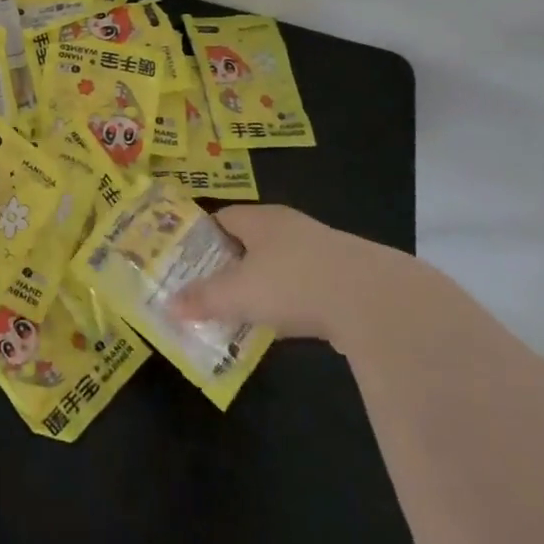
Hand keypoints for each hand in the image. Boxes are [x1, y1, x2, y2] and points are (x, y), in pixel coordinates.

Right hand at [170, 204, 422, 345]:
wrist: (374, 299)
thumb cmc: (294, 283)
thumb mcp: (239, 294)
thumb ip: (204, 299)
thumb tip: (169, 305)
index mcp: (260, 219)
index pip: (221, 218)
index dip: (202, 238)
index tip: (186, 262)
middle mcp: (288, 225)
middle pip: (250, 240)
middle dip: (230, 264)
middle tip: (210, 291)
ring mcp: (320, 249)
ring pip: (279, 263)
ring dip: (262, 284)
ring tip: (244, 312)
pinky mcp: (344, 275)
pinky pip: (305, 284)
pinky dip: (292, 300)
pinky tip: (287, 325)